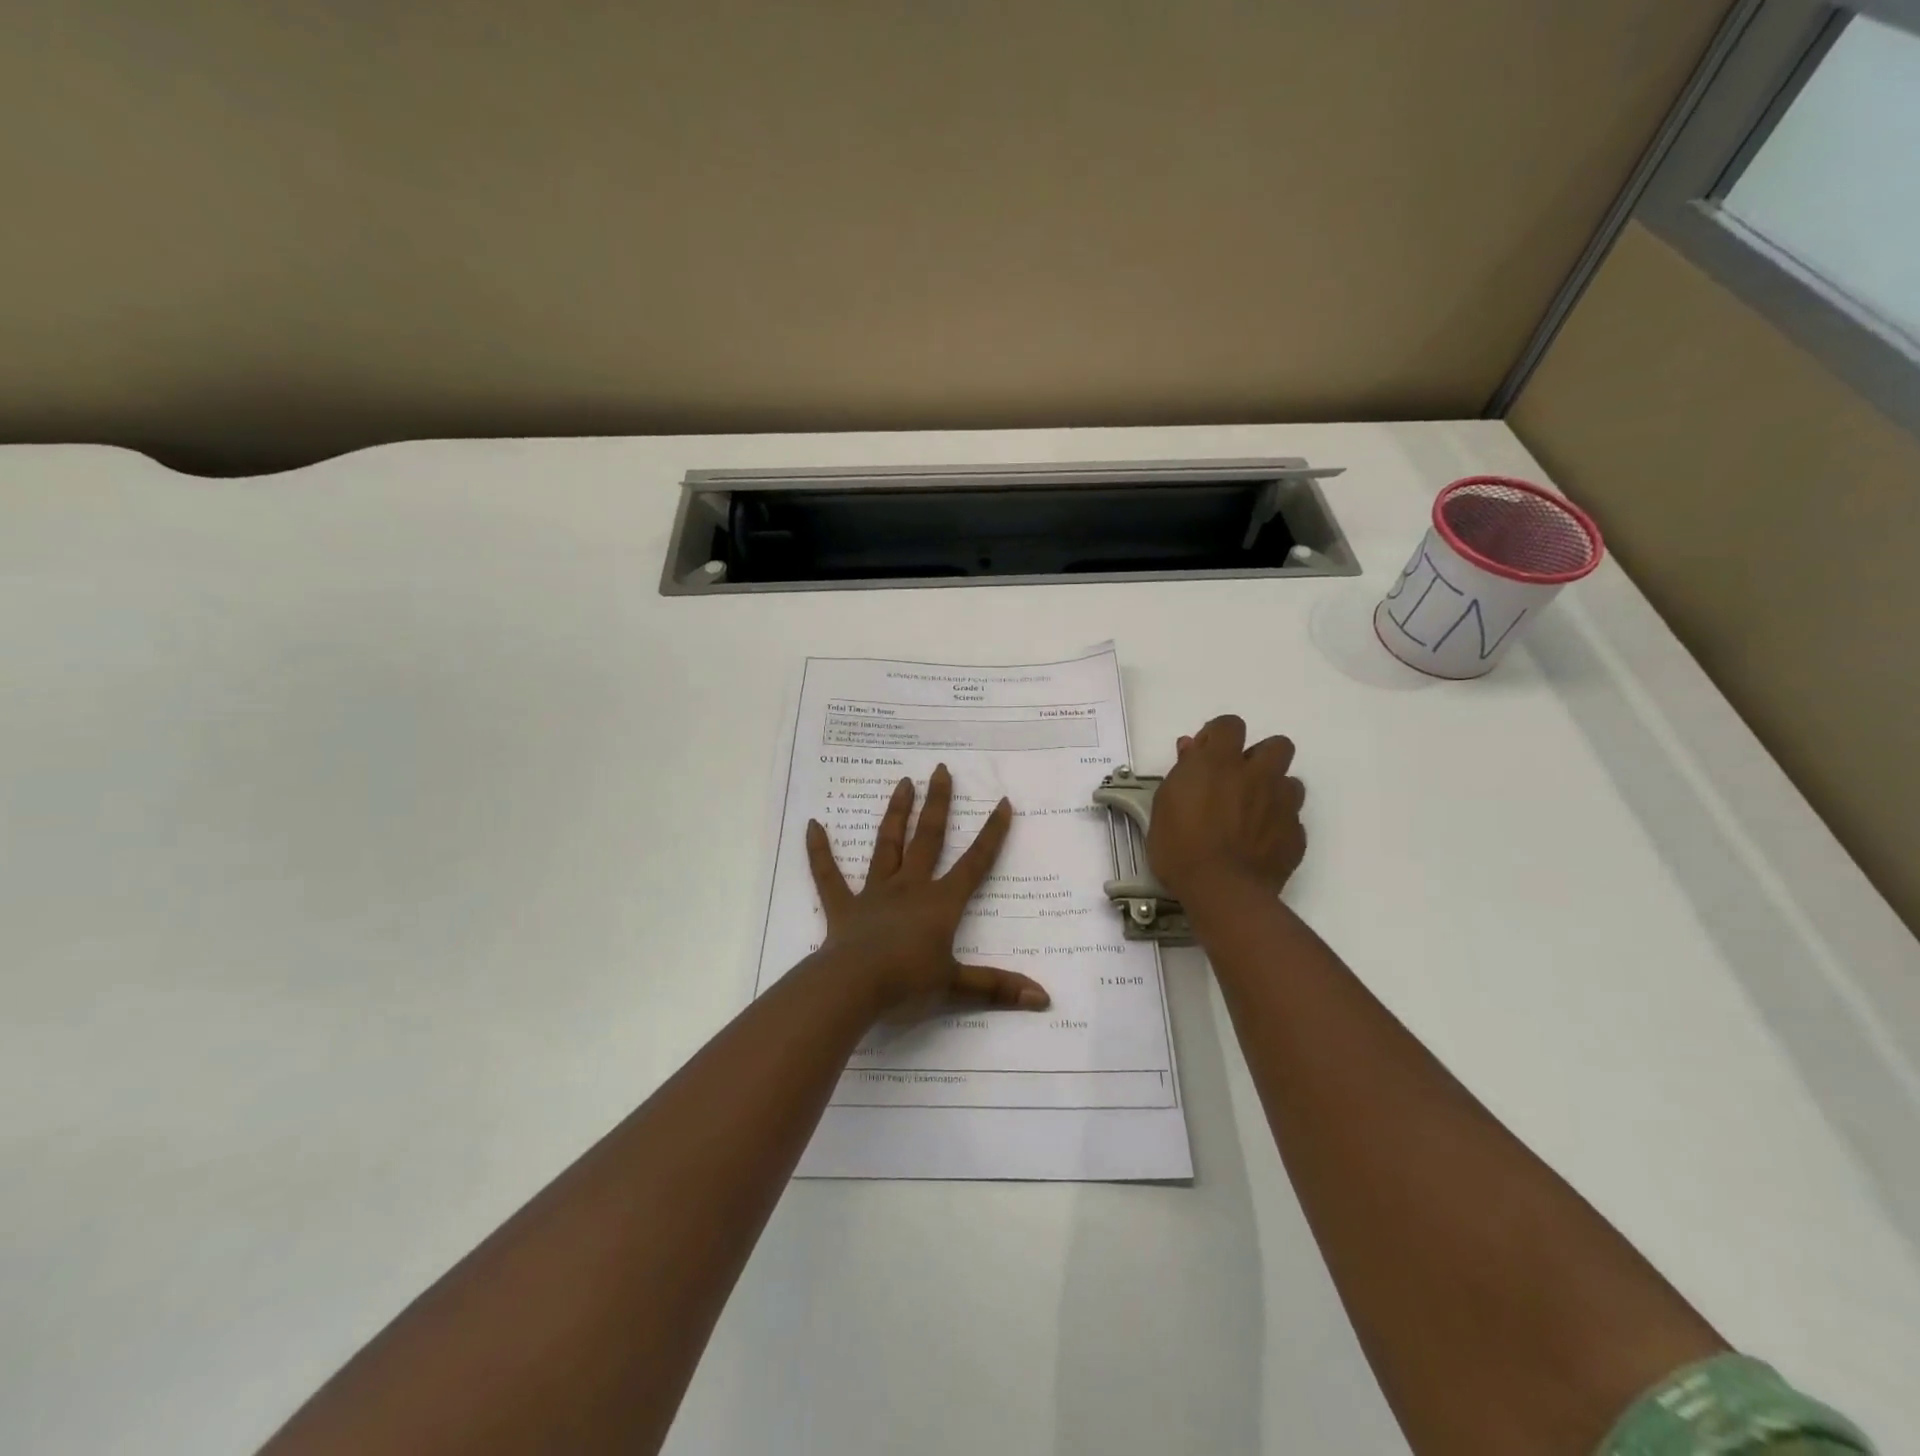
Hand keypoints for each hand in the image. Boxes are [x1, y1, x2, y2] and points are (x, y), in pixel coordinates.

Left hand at [805, 764, 1050, 1020]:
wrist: (853, 987)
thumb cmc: (907, 983)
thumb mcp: (956, 987)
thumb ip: (997, 987)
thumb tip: (1044, 999)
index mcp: (940, 903)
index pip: (974, 864)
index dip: (991, 834)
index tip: (1002, 802)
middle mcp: (909, 888)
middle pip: (928, 838)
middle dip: (938, 804)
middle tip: (941, 770)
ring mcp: (874, 893)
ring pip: (887, 845)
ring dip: (896, 814)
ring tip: (903, 783)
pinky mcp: (844, 906)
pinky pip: (829, 875)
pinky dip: (820, 851)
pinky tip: (813, 825)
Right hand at [1147, 715, 1305, 903]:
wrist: (1220, 891)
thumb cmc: (1179, 845)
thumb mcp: (1164, 803)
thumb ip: (1183, 771)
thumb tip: (1192, 748)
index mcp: (1221, 762)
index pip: (1230, 725)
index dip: (1218, 735)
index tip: (1205, 755)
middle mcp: (1258, 775)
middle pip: (1277, 745)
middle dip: (1260, 757)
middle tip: (1238, 780)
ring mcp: (1282, 805)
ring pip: (1291, 783)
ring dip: (1273, 791)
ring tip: (1252, 814)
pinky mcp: (1295, 835)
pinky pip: (1292, 820)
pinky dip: (1278, 826)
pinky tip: (1259, 843)